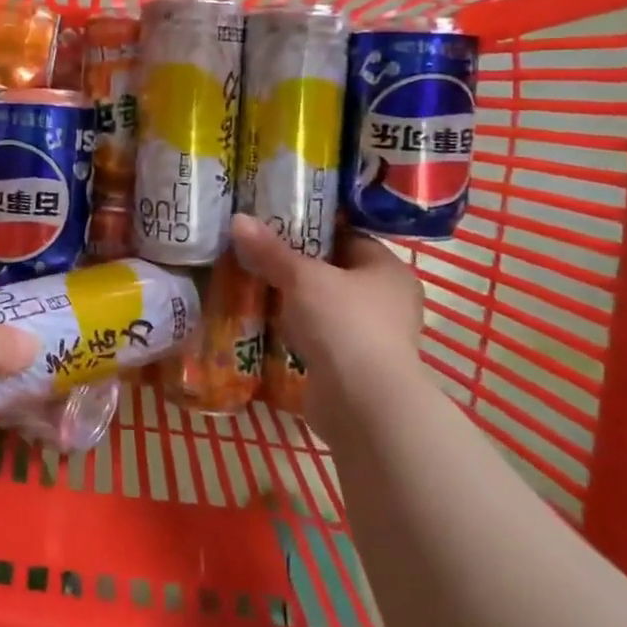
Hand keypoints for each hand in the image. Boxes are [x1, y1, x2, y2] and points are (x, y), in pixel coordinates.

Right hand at [230, 213, 427, 445]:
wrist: (364, 407)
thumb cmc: (344, 325)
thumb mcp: (302, 278)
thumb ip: (270, 250)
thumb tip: (238, 219)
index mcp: (388, 269)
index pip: (346, 236)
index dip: (310, 227)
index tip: (272, 223)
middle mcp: (387, 301)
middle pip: (333, 272)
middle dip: (295, 266)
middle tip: (255, 253)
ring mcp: (373, 338)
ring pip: (324, 307)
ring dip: (294, 302)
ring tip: (252, 285)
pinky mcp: (354, 368)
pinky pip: (320, 338)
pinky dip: (296, 332)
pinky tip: (265, 324)